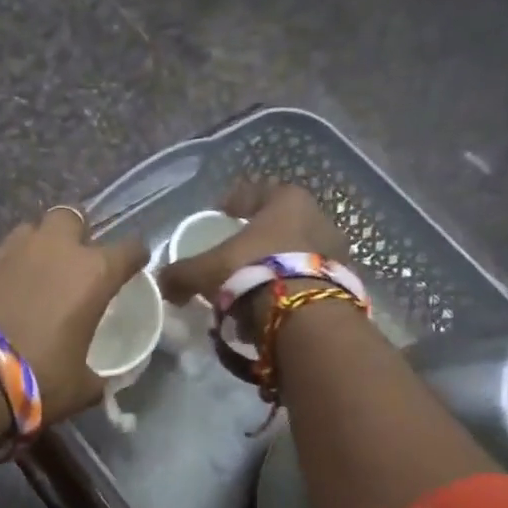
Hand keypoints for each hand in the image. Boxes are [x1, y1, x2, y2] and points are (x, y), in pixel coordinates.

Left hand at [0, 207, 148, 424]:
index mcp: (92, 273)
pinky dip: (2, 269)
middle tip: (72, 262)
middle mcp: (54, 249)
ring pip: (29, 230)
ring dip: (35, 247)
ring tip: (32, 275)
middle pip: (71, 218)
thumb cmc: (40, 378)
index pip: (129, 248)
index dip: (134, 257)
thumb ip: (96, 375)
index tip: (133, 266)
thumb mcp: (82, 386)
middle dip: (75, 234)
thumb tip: (98, 381)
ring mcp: (10, 251)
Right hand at [156, 180, 349, 335]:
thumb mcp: (205, 271)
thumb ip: (181, 274)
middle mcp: (317, 216)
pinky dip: (289, 289)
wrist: (306, 316)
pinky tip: (270, 307)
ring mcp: (336, 250)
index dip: (234, 201)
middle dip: (257, 238)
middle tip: (235, 254)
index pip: (256, 191)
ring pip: (295, 252)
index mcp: (286, 200)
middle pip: (279, 223)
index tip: (221, 212)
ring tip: (250, 288)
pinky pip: (308, 280)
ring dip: (274, 266)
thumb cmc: (252, 272)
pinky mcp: (345, 282)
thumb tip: (162, 283)